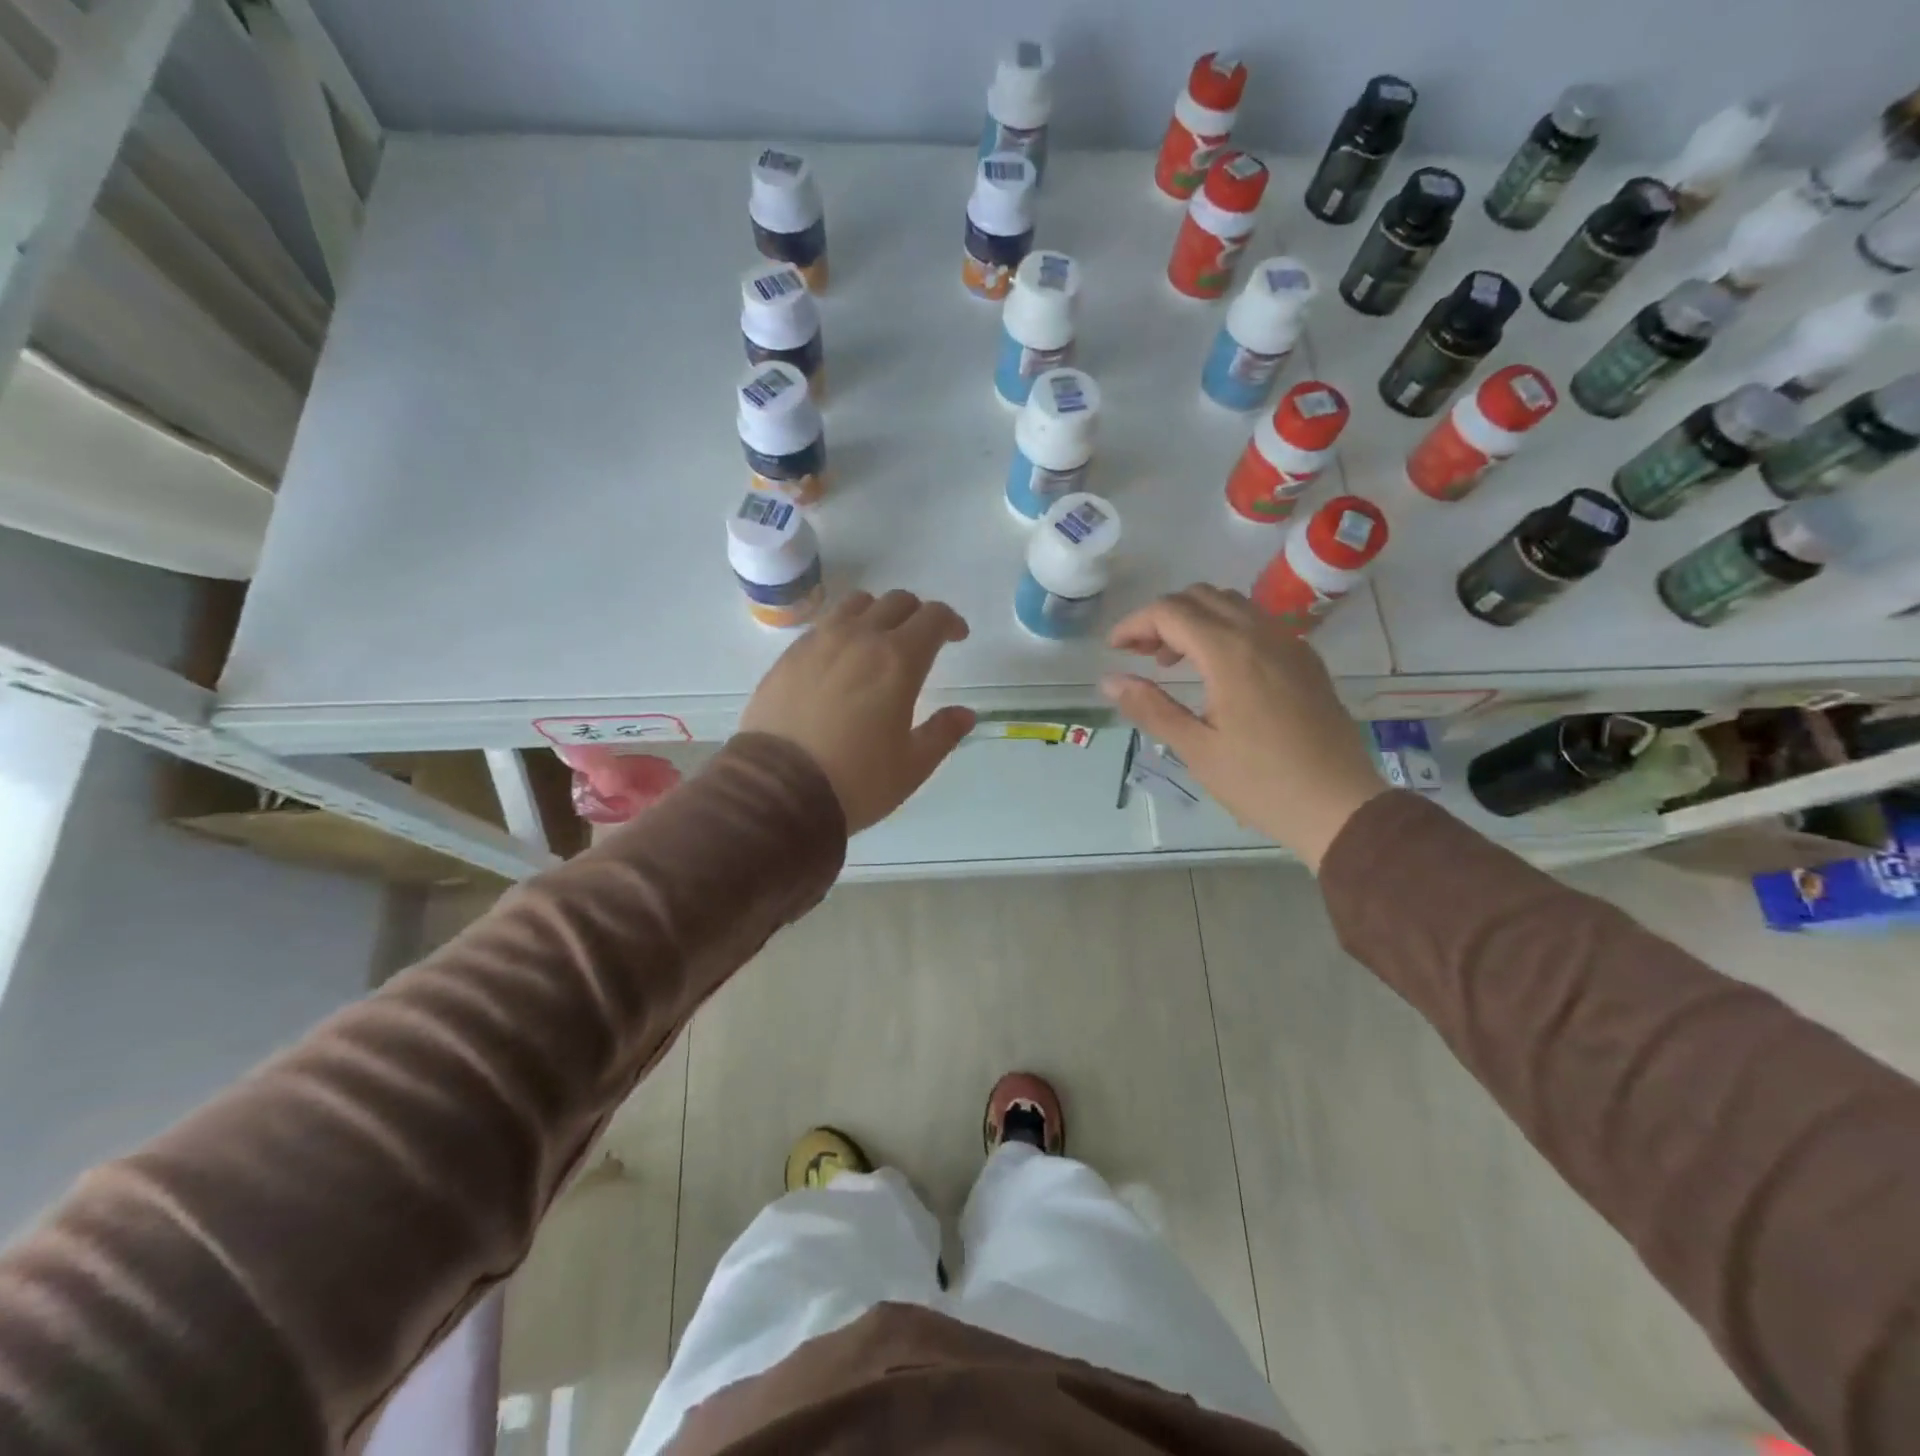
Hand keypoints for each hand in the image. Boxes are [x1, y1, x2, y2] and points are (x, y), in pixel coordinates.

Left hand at [740, 590, 977, 833]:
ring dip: (877, 613)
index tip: (957, 637)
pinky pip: (823, 625)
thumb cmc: (856, 780)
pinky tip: (840, 659)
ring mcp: (818, 642)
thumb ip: (943, 733)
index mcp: (898, 660)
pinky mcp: (788, 656)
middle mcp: (860, 638)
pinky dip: (842, 630)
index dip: (950, 622)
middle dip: (917, 614)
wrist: (777, 790)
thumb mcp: (912, 766)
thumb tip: (965, 714)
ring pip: (856, 604)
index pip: (933, 617)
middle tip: (922, 640)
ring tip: (879, 640)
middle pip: (896, 602)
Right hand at [1100, 585, 1385, 869]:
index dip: (1135, 624)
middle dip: (1162, 617)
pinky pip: (1257, 622)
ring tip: (1173, 662)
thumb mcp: (1196, 749)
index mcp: (1230, 654)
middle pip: (1200, 596)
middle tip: (1140, 655)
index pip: (1170, 612)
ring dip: (1194, 619)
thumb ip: (1150, 707)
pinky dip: (1224, 628)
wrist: (1339, 805)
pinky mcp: (1305, 659)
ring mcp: (1290, 643)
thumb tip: (1109, 680)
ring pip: (1231, 604)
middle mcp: (1262, 634)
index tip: (1114, 650)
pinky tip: (1216, 670)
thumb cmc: (1261, 783)